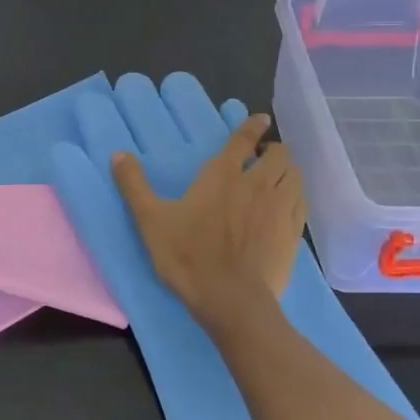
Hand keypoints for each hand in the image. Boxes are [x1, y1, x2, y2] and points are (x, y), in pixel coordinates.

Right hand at [111, 114, 306, 318]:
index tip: (260, 119)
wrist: (231, 299)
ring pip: (294, 176)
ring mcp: (279, 209)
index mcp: (222, 176)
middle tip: (262, 158)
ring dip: (287, 171)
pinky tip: (287, 206)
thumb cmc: (188, 256)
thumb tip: (118, 154)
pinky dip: (295, 196)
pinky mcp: (293, 233)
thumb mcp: (150, 220)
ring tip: (276, 179)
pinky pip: (301, 203)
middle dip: (273, 150)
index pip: (243, 140)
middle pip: (278, 154)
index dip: (253, 126)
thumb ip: (134, 186)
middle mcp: (257, 184)